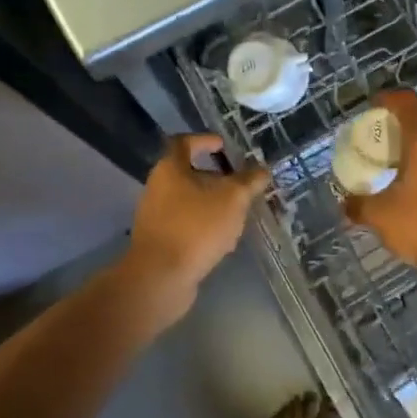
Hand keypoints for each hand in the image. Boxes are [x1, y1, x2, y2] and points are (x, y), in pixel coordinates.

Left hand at [126, 134, 268, 295]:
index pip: (184, 142)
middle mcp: (157, 188)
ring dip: (211, 203)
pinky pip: (184, 224)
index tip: (224, 145)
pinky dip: (203, 225)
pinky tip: (221, 239)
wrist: (160, 277)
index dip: (205, 140)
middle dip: (215, 178)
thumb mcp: (233, 199)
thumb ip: (249, 181)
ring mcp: (155, 216)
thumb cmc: (196, 227)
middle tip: (239, 184)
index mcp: (170, 169)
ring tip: (236, 214)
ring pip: (188, 201)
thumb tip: (262, 170)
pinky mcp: (158, 241)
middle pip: (187, 173)